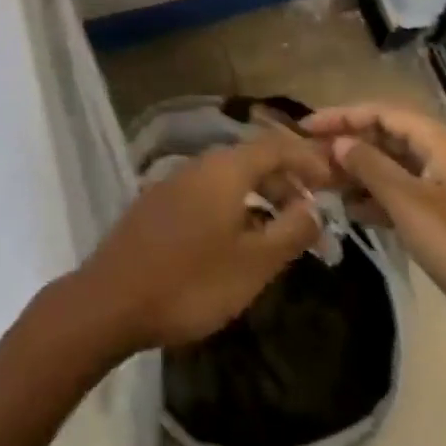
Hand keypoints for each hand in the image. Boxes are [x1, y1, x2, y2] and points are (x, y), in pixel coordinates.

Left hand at [69, 131, 331, 357]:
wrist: (111, 299)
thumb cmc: (191, 281)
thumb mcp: (254, 264)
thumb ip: (290, 231)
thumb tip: (315, 207)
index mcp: (224, 169)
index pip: (275, 145)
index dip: (307, 159)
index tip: (333, 182)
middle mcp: (198, 165)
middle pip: (251, 159)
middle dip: (285, 182)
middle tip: (311, 217)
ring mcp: (173, 182)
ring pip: (228, 179)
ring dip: (259, 197)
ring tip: (280, 232)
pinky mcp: (157, 204)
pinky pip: (207, 194)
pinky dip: (233, 207)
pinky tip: (237, 240)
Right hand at [302, 103, 445, 371]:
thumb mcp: (408, 202)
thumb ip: (369, 166)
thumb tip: (338, 142)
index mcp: (441, 143)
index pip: (383, 113)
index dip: (343, 116)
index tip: (305, 127)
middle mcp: (443, 158)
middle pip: (387, 137)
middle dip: (348, 143)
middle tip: (307, 156)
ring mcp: (444, 190)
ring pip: (391, 168)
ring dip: (357, 172)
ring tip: (319, 182)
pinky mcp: (442, 221)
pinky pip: (399, 196)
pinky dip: (373, 198)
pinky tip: (347, 210)